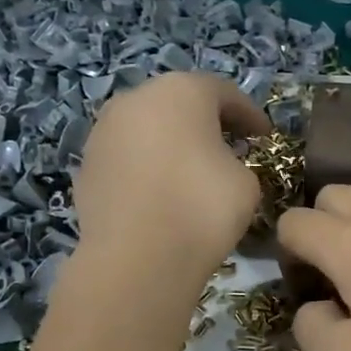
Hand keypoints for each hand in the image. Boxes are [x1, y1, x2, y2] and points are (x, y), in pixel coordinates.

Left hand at [72, 73, 269, 296]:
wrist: (137, 259)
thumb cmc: (202, 208)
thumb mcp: (246, 182)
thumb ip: (236, 162)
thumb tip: (219, 166)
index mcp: (180, 91)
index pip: (223, 93)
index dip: (249, 115)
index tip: (264, 137)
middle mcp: (135, 100)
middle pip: (178, 103)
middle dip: (205, 123)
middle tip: (229, 148)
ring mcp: (103, 132)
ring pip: (147, 129)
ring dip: (170, 144)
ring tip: (191, 172)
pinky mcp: (86, 167)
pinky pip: (127, 159)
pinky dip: (146, 168)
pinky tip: (160, 195)